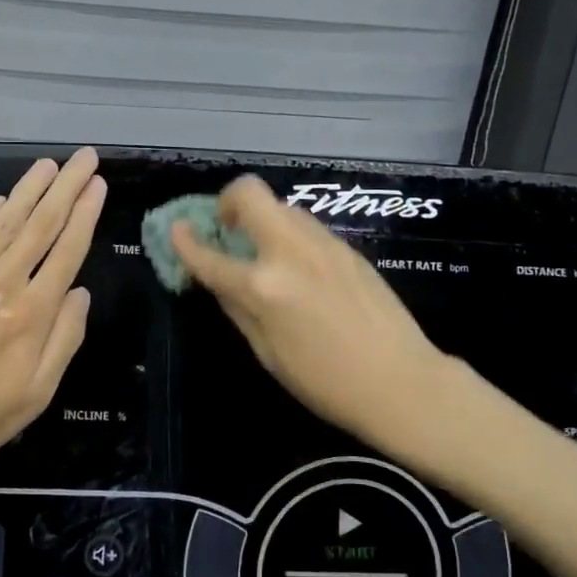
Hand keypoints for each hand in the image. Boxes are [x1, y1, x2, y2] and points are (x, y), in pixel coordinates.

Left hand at [0, 150, 105, 467]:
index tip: (98, 186)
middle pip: (41, 225)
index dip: (86, 214)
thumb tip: (81, 293)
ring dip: (28, 190)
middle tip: (83, 157)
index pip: (67, 251)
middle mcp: (3, 284)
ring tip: (48, 165)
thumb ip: (65, 339)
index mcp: (34, 313)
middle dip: (65, 187)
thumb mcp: (39, 392)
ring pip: (4, 222)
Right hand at [172, 175, 448, 449]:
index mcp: (264, 287)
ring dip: (262, 219)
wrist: (401, 381)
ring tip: (262, 251)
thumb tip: (219, 281)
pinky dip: (288, 235)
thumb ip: (238, 309)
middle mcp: (290, 252)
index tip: (175, 230)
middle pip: (251, 194)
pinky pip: (306, 228)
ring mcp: (323, 244)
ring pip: (281, 207)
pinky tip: (297, 268)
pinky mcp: (348, 248)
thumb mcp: (268, 353)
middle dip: (228, 201)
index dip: (185, 242)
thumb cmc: (325, 382)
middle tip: (227, 228)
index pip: (210, 256)